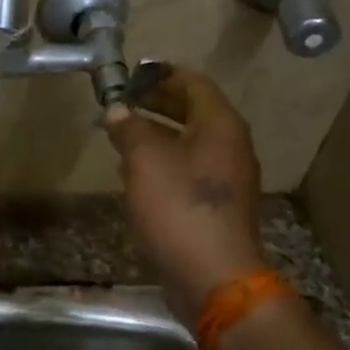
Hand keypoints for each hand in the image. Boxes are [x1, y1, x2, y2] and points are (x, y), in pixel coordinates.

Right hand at [103, 65, 265, 325]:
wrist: (212, 276)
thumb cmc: (179, 208)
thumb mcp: (145, 160)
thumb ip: (130, 129)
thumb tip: (119, 110)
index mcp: (221, 126)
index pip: (194, 83)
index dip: (162, 74)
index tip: (133, 74)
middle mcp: (230, 147)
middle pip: (194, 112)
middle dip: (158, 103)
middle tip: (125, 100)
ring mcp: (226, 179)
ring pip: (190, 143)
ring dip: (158, 134)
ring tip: (123, 133)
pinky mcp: (216, 207)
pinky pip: (188, 170)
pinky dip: (163, 162)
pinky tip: (135, 173)